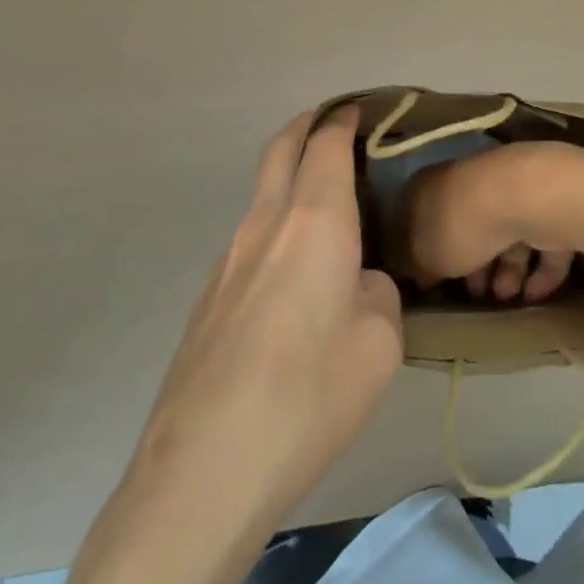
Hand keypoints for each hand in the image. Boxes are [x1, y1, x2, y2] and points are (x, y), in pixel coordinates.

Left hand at [25, 110, 403, 583]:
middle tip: (331, 124)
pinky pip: (249, 242)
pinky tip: (293, 278)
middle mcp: (265, 225)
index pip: (326, 145)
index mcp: (314, 220)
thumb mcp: (380, 341)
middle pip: (279, 150)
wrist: (204, 473)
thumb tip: (356, 285)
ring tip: (324, 207)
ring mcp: (227, 262)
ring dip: (288, 181)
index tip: (359, 110)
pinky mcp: (207, 302)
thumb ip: (377, 294)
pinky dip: (275, 229)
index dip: (343, 120)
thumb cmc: (310, 394)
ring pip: (261, 197)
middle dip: (305, 126)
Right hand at [403, 141, 579, 303]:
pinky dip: (540, 268)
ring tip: (507, 297)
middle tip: (477, 295)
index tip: (430, 280)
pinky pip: (542, 239)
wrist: (522, 197)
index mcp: (433, 185)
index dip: (424, 248)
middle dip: (474, 264)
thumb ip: (418, 264)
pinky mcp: (547, 203)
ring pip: (507, 233)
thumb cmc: (460, 224)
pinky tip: (535, 294)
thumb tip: (420, 272)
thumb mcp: (423, 255)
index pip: (421, 214)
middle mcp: (470, 180)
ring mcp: (511, 188)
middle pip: (468, 226)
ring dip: (508, 270)